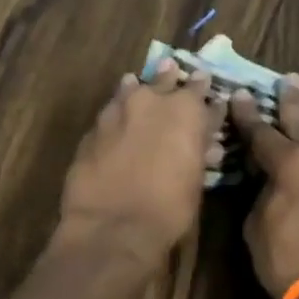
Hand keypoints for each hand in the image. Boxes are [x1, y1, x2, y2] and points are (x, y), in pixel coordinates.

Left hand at [57, 59, 225, 268]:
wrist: (112, 226)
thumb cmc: (168, 208)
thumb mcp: (196, 178)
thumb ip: (198, 149)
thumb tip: (205, 140)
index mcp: (184, 110)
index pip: (200, 89)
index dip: (205, 91)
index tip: (207, 87)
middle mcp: (149, 101)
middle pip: (163, 81)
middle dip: (171, 79)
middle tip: (173, 72)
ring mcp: (115, 112)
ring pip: (130, 89)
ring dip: (138, 90)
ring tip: (138, 86)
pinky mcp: (91, 130)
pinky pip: (109, 113)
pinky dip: (117, 113)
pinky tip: (116, 117)